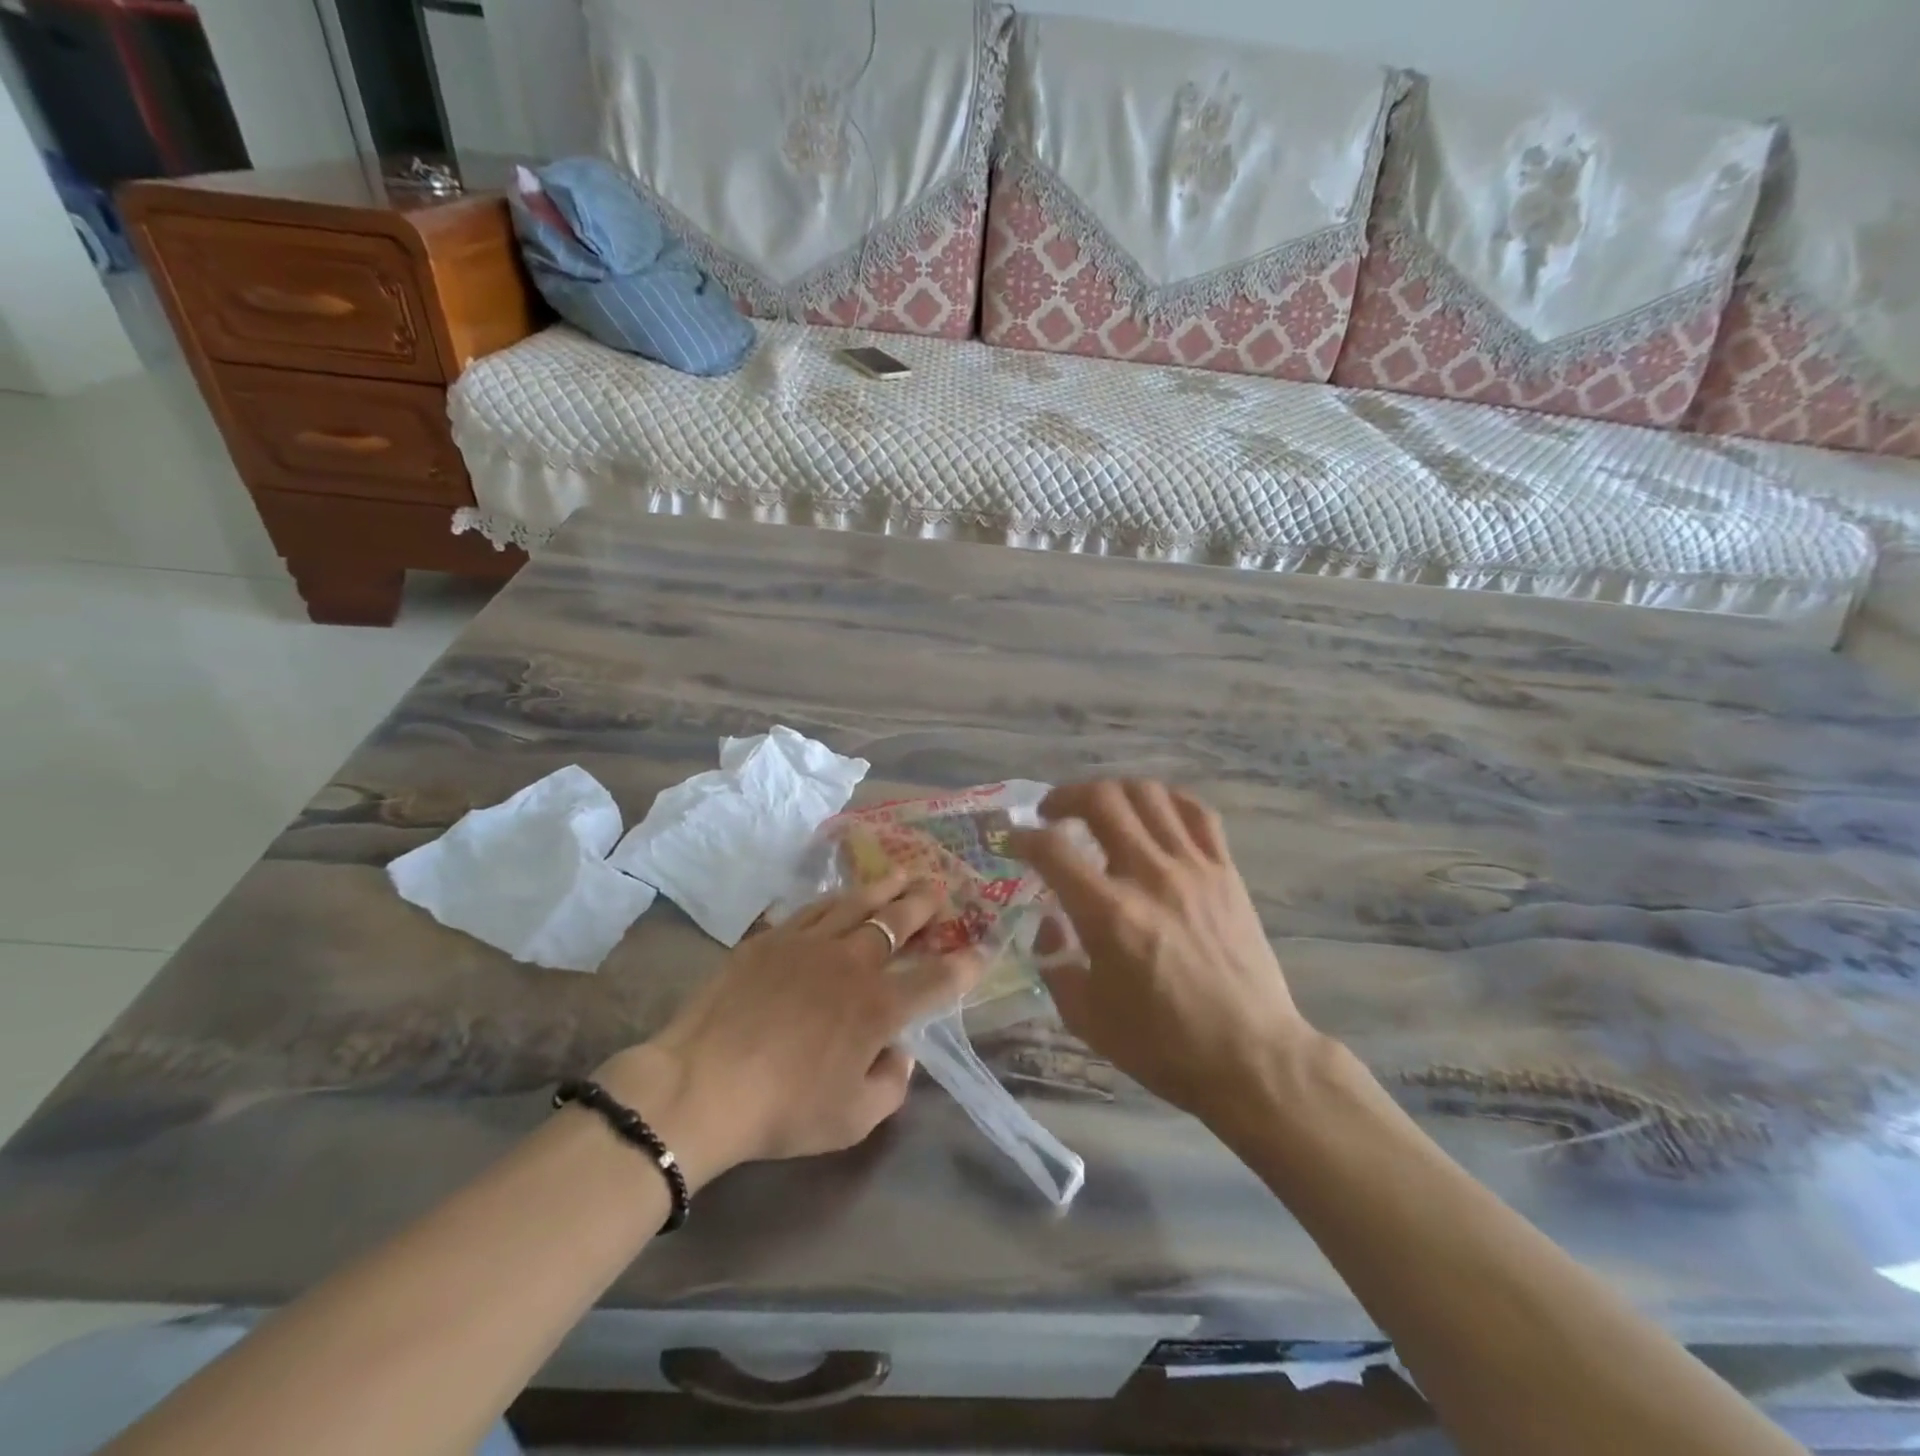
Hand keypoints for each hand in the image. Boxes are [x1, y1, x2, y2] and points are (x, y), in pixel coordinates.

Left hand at [596, 872, 977, 1190]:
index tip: (979, 951)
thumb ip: (890, 1085)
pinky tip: (841, 895)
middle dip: (924, 904)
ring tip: (901, 873)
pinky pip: (813, 909)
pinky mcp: (771, 938)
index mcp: (879, 1007)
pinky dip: (836, 899)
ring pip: (857, 904)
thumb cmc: (783, 1109)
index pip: (935, 980)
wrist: (703, 1084)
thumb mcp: (852, 1120)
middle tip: (939, 888)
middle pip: (898, 923)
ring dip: (884, 888)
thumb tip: (901, 1054)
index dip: (963, 965)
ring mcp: (809, 943)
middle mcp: (852, 963)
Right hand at [1012, 780, 1314, 1121]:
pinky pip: (1197, 813)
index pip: (1053, 849)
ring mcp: (1193, 868)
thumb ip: (1054, 964)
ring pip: (1148, 795)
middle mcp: (1149, 876)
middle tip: (1051, 814)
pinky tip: (1153, 813)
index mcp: (1109, 914)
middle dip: (1064, 797)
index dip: (1023, 837)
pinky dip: (1168, 801)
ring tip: (1099, 808)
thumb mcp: (1086, 1017)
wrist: (1250, 1057)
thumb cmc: (1163, 1046)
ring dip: (1112, 791)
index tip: (1013, 841)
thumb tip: (1050, 923)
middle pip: (1101, 800)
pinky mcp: (1225, 872)